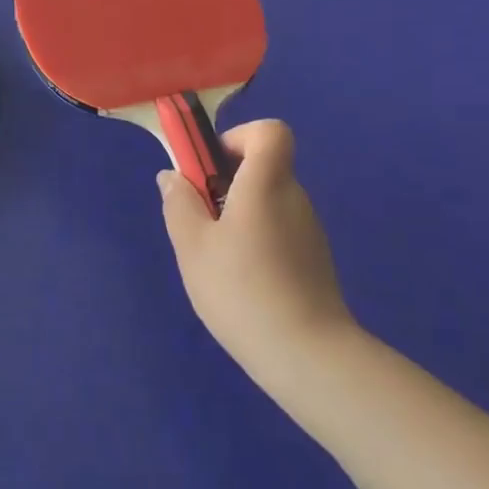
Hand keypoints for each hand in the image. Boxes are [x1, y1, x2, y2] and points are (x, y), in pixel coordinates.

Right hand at [158, 120, 355, 386]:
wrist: (307, 356)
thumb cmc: (242, 289)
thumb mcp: (192, 245)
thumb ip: (179, 203)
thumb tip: (173, 176)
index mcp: (267, 183)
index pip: (270, 132)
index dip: (238, 138)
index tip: (211, 168)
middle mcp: (294, 198)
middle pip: (263, 168)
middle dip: (227, 183)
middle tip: (200, 220)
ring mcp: (309, 231)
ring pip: (268, 203)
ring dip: (239, 216)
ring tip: (216, 259)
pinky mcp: (314, 261)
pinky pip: (279, 231)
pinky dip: (257, 242)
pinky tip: (241, 282)